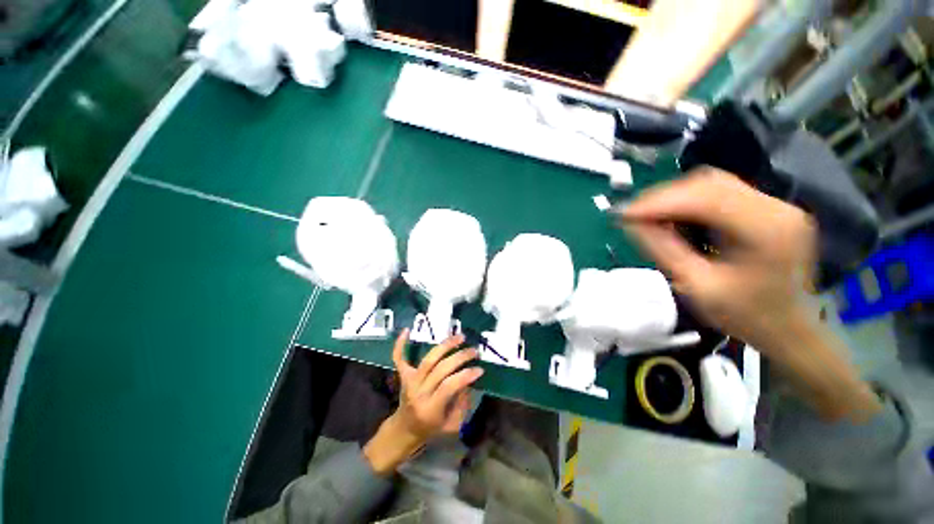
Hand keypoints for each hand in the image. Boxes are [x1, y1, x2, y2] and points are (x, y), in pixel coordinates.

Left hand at [363, 330, 482, 473]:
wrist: (405, 430)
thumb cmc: (430, 430)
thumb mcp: (451, 426)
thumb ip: (461, 404)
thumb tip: (468, 381)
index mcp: (430, 408)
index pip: (449, 386)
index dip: (465, 375)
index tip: (480, 369)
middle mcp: (418, 392)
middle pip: (440, 369)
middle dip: (460, 357)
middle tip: (474, 351)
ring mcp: (409, 382)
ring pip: (427, 360)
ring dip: (445, 346)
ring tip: (460, 337)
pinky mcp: (403, 376)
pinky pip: (399, 358)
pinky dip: (401, 344)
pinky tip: (407, 330)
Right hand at [620, 167, 816, 353]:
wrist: (790, 329)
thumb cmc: (746, 316)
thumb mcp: (697, 286)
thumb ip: (663, 250)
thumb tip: (630, 223)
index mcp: (766, 229)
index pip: (705, 198)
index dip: (659, 202)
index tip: (623, 214)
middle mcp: (775, 207)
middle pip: (708, 183)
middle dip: (663, 197)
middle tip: (631, 215)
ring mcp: (773, 205)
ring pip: (712, 184)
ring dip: (673, 197)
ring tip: (646, 215)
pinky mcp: (766, 209)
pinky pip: (719, 193)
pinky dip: (688, 201)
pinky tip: (671, 216)